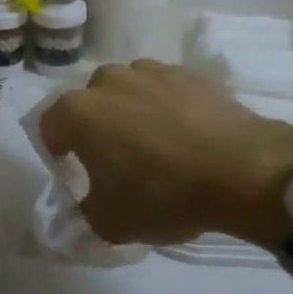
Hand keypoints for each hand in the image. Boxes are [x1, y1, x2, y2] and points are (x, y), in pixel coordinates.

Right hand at [38, 60, 292, 249]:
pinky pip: (164, 91)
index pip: (50, 127)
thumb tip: (84, 203)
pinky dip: (167, 108)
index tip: (74, 173)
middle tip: (117, 162)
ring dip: (132, 114)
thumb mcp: (110, 222)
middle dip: (97, 129)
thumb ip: (82, 211)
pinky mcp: (188, 72)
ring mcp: (150, 71)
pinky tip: (187, 137)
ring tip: (157, 147)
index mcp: (79, 111)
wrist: (242, 169)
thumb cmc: (163, 194)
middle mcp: (108, 80)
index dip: (58, 153)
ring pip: (128, 93)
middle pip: (90, 105)